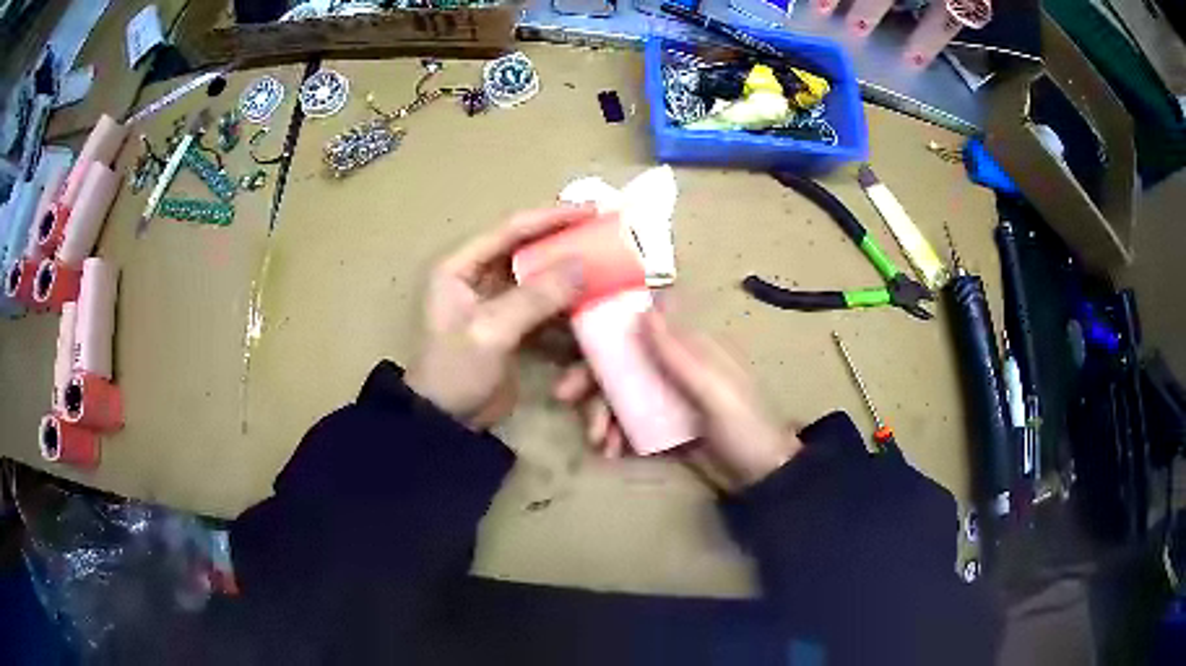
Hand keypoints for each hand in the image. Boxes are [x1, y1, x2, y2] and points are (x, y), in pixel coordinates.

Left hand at [406, 206, 595, 428]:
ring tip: (607, 272)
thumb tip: (582, 265)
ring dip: (570, 279)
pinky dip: (566, 309)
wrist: (446, 424)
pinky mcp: (512, 327)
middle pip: (529, 251)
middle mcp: (478, 277)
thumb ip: (535, 297)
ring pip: (540, 279)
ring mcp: (497, 303)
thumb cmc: (455, 372)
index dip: (551, 217)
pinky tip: (591, 309)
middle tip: (605, 238)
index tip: (591, 210)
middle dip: (566, 246)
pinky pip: (545, 308)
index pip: (511, 230)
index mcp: (461, 267)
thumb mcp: (491, 331)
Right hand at [554, 311, 801, 490]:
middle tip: (564, 398)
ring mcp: (668, 399)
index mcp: (693, 349)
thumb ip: (682, 355)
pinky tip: (611, 452)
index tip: (579, 339)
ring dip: (602, 414)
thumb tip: (646, 308)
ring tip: (599, 443)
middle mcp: (675, 367)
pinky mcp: (663, 427)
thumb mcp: (717, 392)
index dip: (610, 327)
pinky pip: (629, 423)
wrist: (764, 480)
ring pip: (621, 394)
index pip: (643, 325)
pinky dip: (616, 435)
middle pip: (623, 361)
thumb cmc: (747, 429)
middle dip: (592, 378)